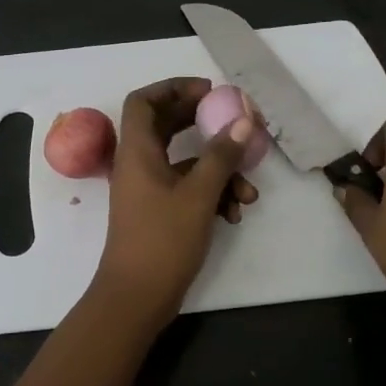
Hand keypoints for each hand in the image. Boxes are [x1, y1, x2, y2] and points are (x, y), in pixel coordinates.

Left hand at [93, 77, 258, 327]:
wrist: (137, 297)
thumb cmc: (162, 240)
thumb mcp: (198, 194)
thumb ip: (221, 156)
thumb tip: (244, 121)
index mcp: (137, 151)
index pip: (143, 101)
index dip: (172, 88)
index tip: (207, 91)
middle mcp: (139, 164)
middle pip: (166, 126)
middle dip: (202, 123)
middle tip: (233, 121)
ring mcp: (149, 189)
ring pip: (186, 163)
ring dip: (218, 171)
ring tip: (248, 191)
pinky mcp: (160, 211)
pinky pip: (188, 189)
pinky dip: (212, 194)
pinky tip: (235, 213)